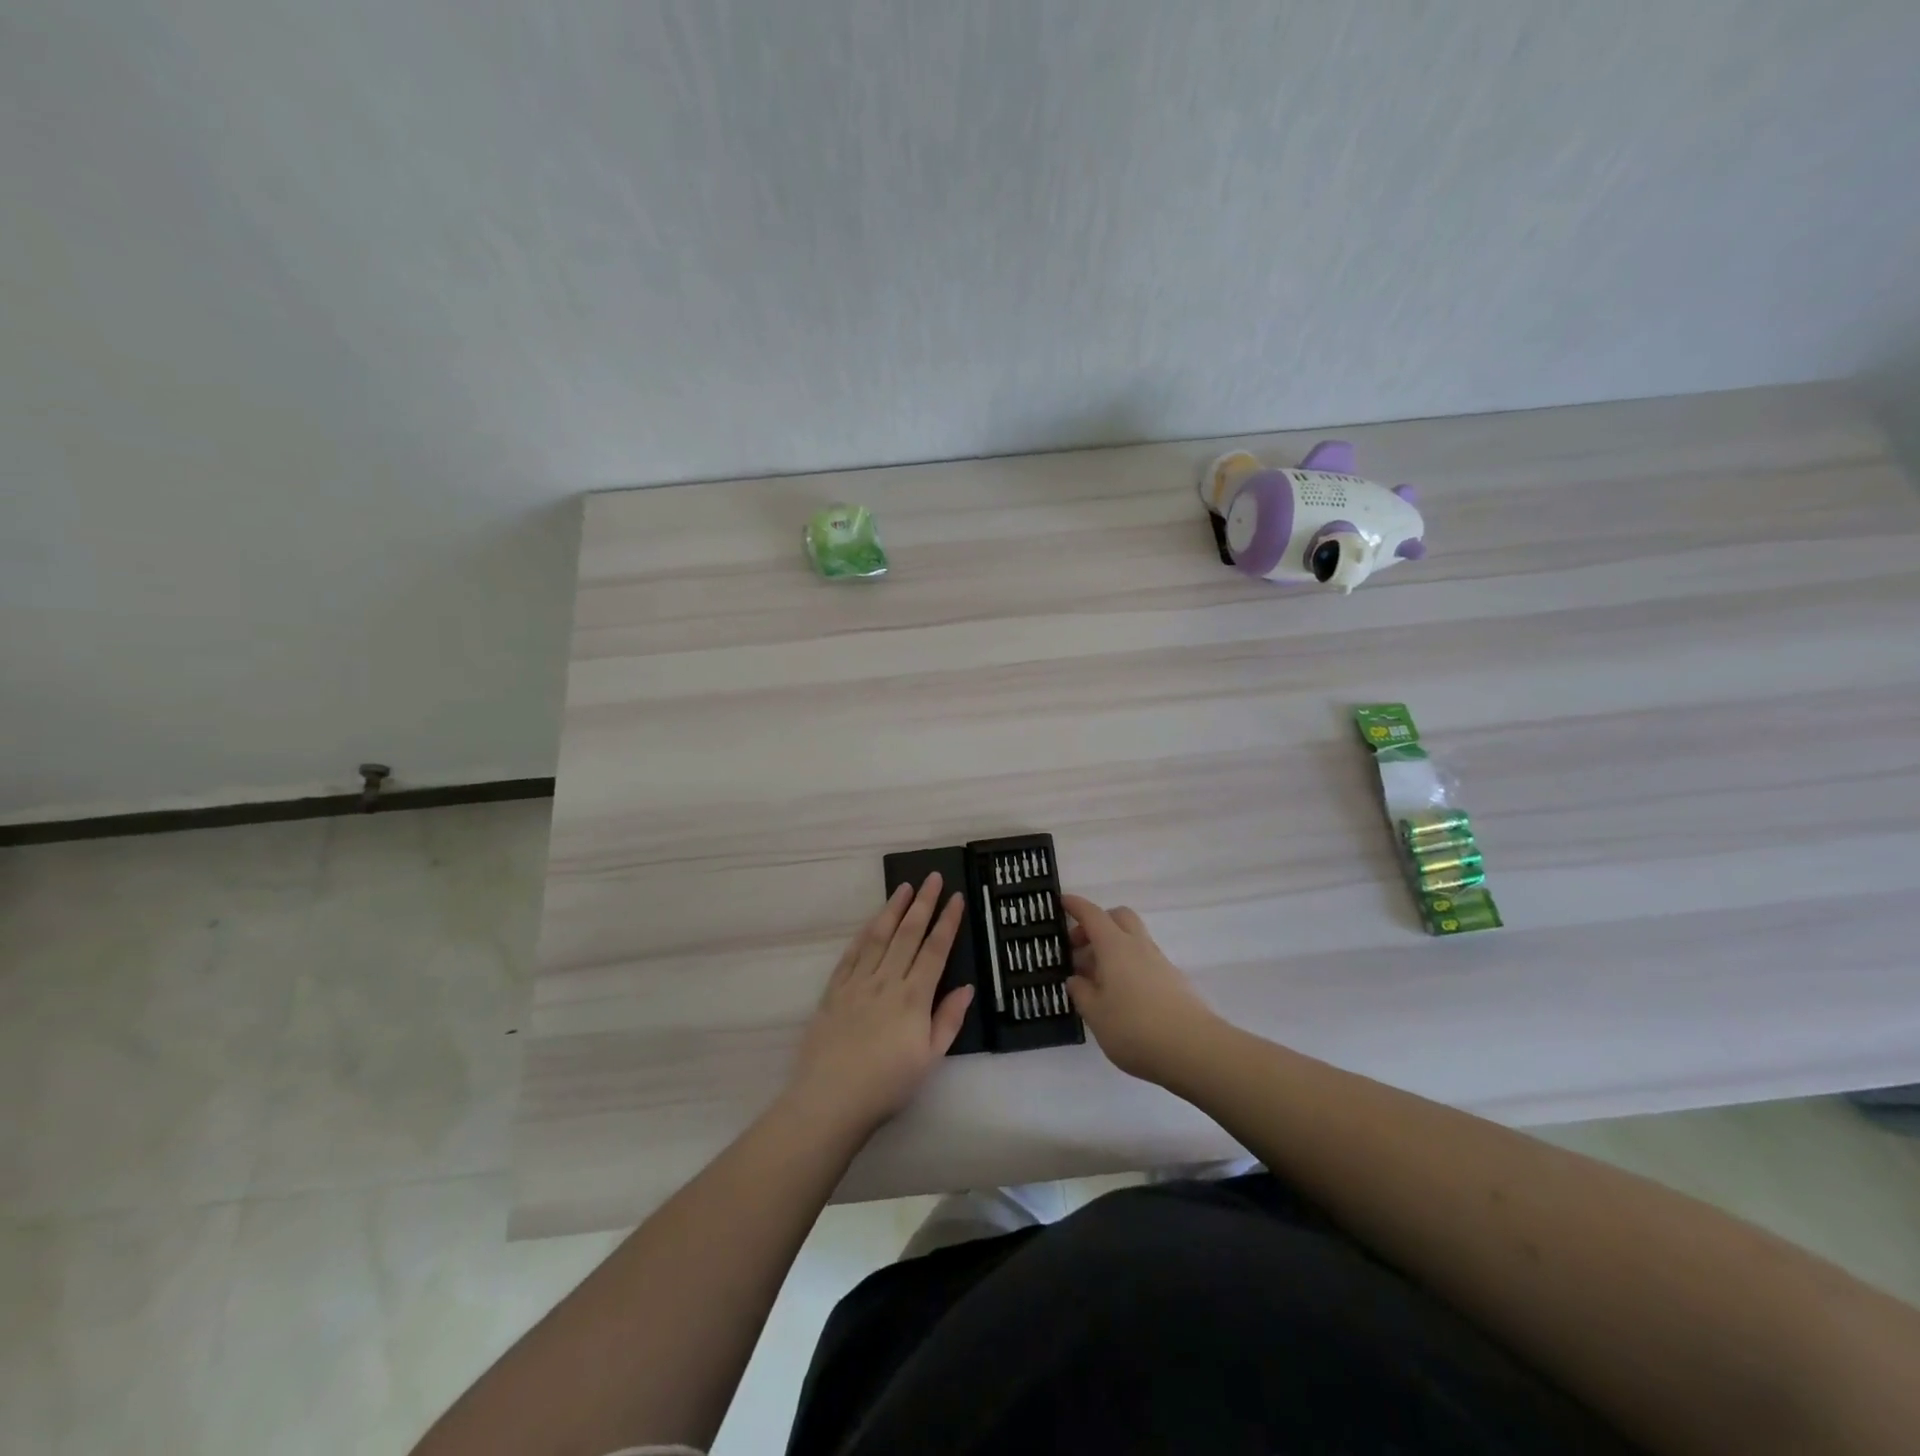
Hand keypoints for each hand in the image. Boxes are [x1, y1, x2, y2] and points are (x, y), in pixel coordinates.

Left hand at [788, 874, 973, 1134]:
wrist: (830, 1099)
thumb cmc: (887, 1085)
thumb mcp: (930, 1059)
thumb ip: (948, 1020)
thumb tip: (967, 987)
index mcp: (913, 997)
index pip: (935, 949)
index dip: (947, 922)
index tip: (956, 897)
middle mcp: (886, 981)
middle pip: (908, 933)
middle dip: (923, 903)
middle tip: (933, 877)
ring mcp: (858, 982)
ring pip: (879, 936)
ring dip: (893, 908)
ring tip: (904, 887)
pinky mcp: (834, 990)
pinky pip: (852, 953)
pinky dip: (864, 933)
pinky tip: (872, 922)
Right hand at [1063, 894, 1220, 1084]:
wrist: (1194, 1050)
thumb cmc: (1135, 1029)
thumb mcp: (1096, 1015)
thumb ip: (1082, 993)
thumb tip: (1076, 978)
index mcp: (1115, 947)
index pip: (1093, 915)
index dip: (1076, 906)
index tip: (1062, 901)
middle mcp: (1138, 946)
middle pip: (1119, 917)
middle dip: (1098, 923)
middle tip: (1080, 947)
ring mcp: (1160, 963)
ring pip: (1133, 939)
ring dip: (1112, 947)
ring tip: (1096, 979)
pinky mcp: (1174, 981)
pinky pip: (1144, 960)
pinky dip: (1128, 965)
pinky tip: (1120, 995)